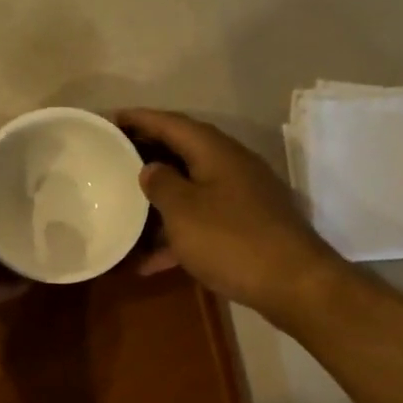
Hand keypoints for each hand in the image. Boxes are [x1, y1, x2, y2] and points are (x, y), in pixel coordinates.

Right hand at [117, 108, 341, 318]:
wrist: (293, 284)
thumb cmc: (231, 240)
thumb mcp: (183, 210)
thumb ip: (161, 184)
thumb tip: (150, 168)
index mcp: (215, 151)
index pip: (171, 123)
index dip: (139, 118)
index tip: (109, 119)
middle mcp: (231, 166)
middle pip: (182, 151)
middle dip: (146, 154)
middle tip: (112, 158)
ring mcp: (241, 197)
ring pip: (191, 188)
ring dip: (158, 198)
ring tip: (123, 206)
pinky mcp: (245, 226)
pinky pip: (202, 220)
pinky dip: (176, 234)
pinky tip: (149, 261)